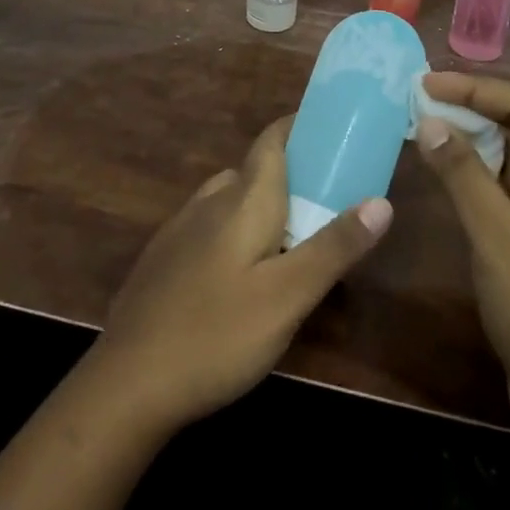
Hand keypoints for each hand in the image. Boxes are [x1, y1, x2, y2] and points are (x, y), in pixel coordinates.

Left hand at [92, 117, 392, 437]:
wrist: (128, 382)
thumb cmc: (217, 334)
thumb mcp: (289, 296)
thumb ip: (334, 247)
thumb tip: (382, 202)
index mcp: (242, 200)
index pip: (272, 140)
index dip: (299, 127)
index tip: (332, 131)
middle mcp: (209, 201)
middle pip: (254, 170)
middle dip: (291, 173)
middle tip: (329, 196)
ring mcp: (180, 229)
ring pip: (230, 199)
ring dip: (263, 203)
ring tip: (294, 235)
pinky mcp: (164, 258)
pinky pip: (210, 225)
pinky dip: (237, 229)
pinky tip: (244, 271)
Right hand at [415, 72, 509, 415]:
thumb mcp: (497, 236)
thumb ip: (463, 173)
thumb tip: (429, 120)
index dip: (476, 90)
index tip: (427, 81)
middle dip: (475, 110)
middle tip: (422, 96)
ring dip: (476, 140)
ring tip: (427, 120)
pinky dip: (481, 173)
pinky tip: (447, 163)